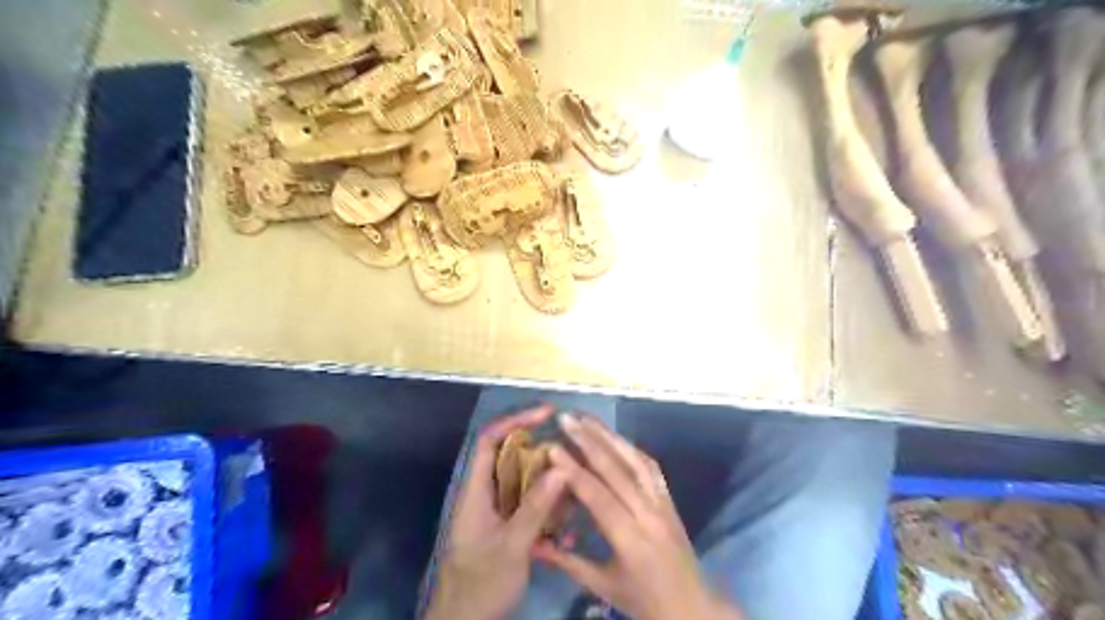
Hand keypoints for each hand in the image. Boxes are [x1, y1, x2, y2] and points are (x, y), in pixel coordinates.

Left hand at [424, 406, 568, 618]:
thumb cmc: (481, 584)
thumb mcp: (512, 546)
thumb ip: (536, 506)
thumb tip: (561, 466)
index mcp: (476, 491)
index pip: (490, 440)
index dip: (516, 421)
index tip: (547, 414)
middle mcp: (485, 495)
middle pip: (512, 459)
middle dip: (543, 455)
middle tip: (574, 455)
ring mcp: (495, 513)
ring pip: (525, 485)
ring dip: (550, 488)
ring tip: (577, 493)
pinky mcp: (505, 530)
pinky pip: (529, 509)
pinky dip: (548, 514)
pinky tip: (567, 532)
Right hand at [534, 413, 741, 619]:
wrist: (692, 606)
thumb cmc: (644, 600)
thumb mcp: (603, 586)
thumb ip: (568, 562)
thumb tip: (533, 543)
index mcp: (630, 539)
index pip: (597, 495)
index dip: (573, 469)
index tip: (552, 446)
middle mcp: (648, 513)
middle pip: (616, 469)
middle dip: (589, 441)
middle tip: (567, 419)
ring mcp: (662, 502)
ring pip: (635, 461)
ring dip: (610, 436)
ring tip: (587, 418)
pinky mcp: (669, 498)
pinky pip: (650, 467)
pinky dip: (630, 448)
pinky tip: (615, 437)